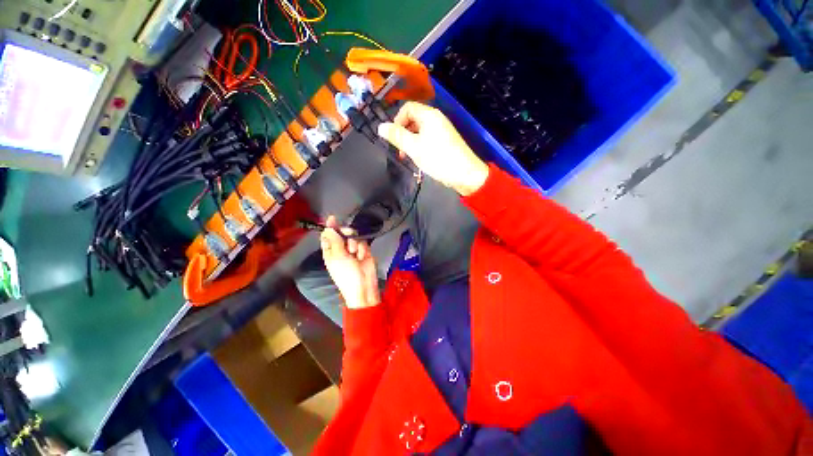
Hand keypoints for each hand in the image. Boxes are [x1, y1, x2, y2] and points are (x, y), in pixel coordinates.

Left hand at [321, 216, 380, 309]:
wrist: (363, 285)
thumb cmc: (346, 273)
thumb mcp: (337, 257)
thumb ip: (334, 241)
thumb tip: (327, 227)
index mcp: (330, 251)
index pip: (328, 236)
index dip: (329, 227)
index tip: (332, 218)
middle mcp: (341, 249)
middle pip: (342, 233)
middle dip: (345, 232)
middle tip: (348, 233)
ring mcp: (353, 250)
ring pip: (354, 237)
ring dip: (355, 243)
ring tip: (355, 254)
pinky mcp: (364, 251)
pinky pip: (363, 243)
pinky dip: (363, 249)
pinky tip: (362, 256)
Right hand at [378, 102, 488, 195]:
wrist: (465, 174)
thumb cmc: (438, 159)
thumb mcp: (414, 148)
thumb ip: (397, 136)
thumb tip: (380, 126)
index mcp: (429, 115)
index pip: (407, 108)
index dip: (397, 120)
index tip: (393, 138)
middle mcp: (436, 119)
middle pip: (413, 119)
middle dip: (403, 133)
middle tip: (400, 150)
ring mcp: (441, 130)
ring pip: (419, 131)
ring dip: (410, 142)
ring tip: (408, 157)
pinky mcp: (445, 141)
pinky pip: (427, 139)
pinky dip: (420, 146)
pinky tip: (419, 159)